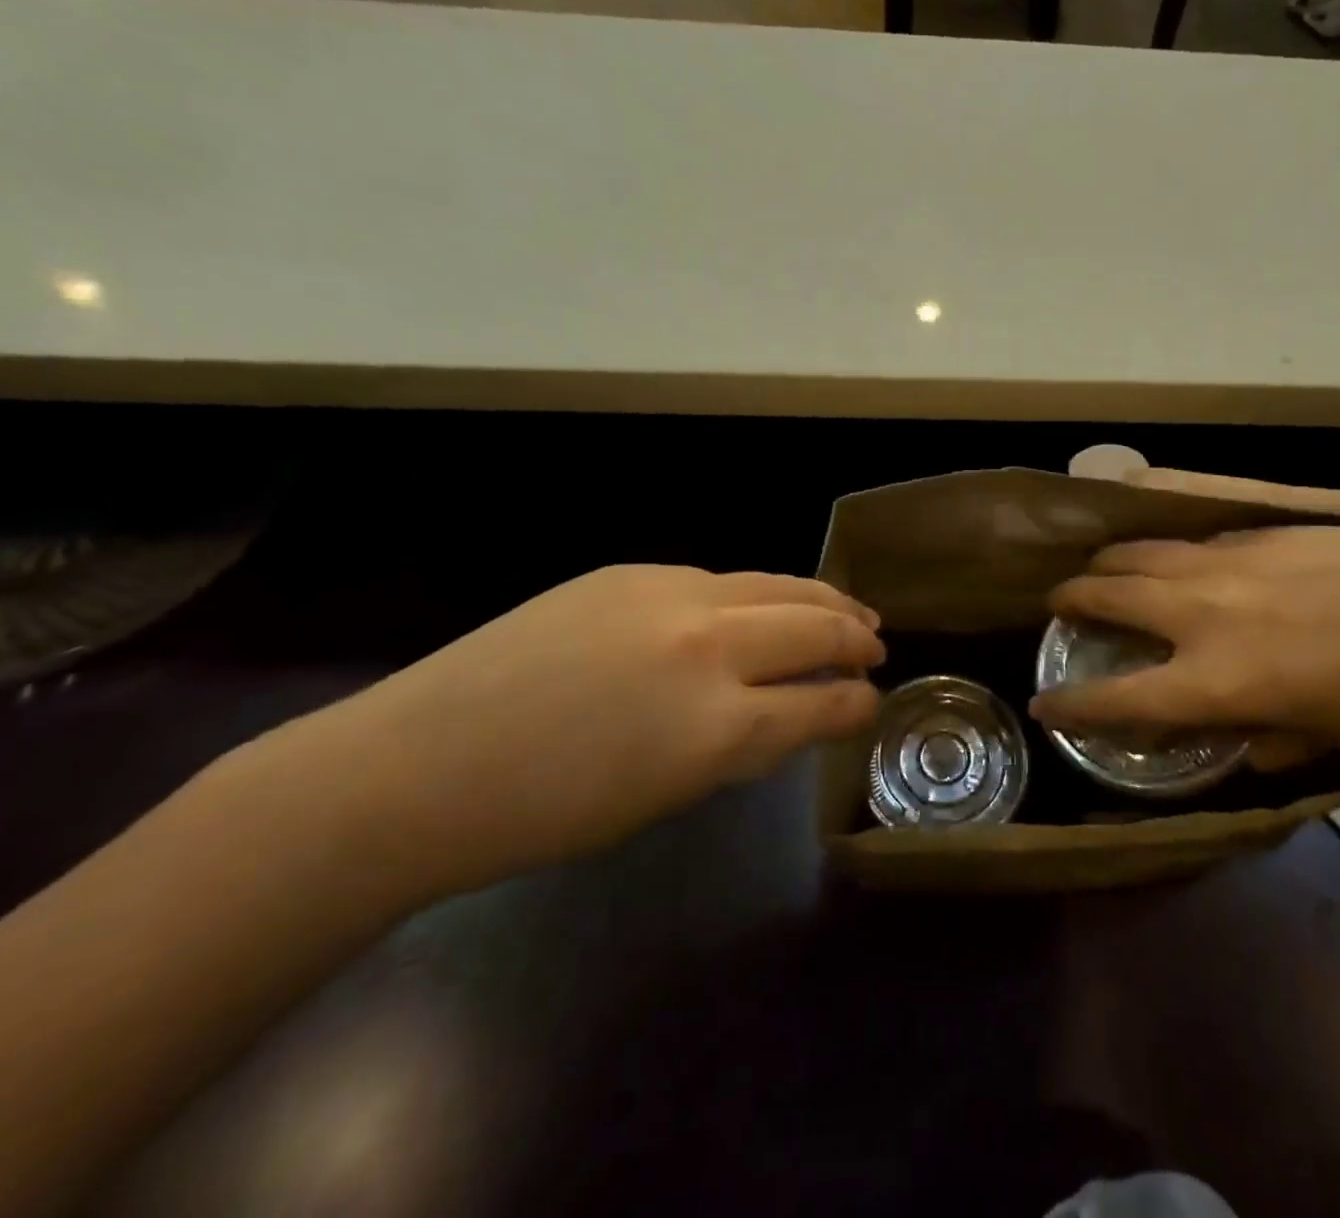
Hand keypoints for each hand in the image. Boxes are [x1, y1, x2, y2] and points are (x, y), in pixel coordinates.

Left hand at [286, 566, 883, 896]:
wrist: (416, 769)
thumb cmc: (544, 813)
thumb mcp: (667, 794)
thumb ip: (743, 744)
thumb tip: (794, 713)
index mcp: (717, 727)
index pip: (820, 704)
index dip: (856, 703)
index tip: (873, 700)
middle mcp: (707, 647)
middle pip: (814, 627)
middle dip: (855, 638)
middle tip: (877, 646)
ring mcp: (669, 595)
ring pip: (776, 585)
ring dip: (822, 600)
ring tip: (848, 610)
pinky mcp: (632, 572)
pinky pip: (721, 579)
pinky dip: (759, 594)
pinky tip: (762, 606)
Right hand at [1030, 527, 1339, 770]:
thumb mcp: (1325, 738)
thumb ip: (1265, 742)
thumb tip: (1238, 740)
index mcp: (1217, 681)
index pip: (1118, 697)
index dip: (1070, 704)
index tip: (1042, 704)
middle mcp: (1202, 614)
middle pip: (1108, 595)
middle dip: (1070, 600)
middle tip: (1059, 605)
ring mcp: (1226, 563)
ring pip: (1139, 552)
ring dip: (1107, 563)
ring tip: (1099, 570)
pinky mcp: (1256, 532)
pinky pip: (1190, 541)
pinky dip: (1166, 553)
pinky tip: (1177, 559)